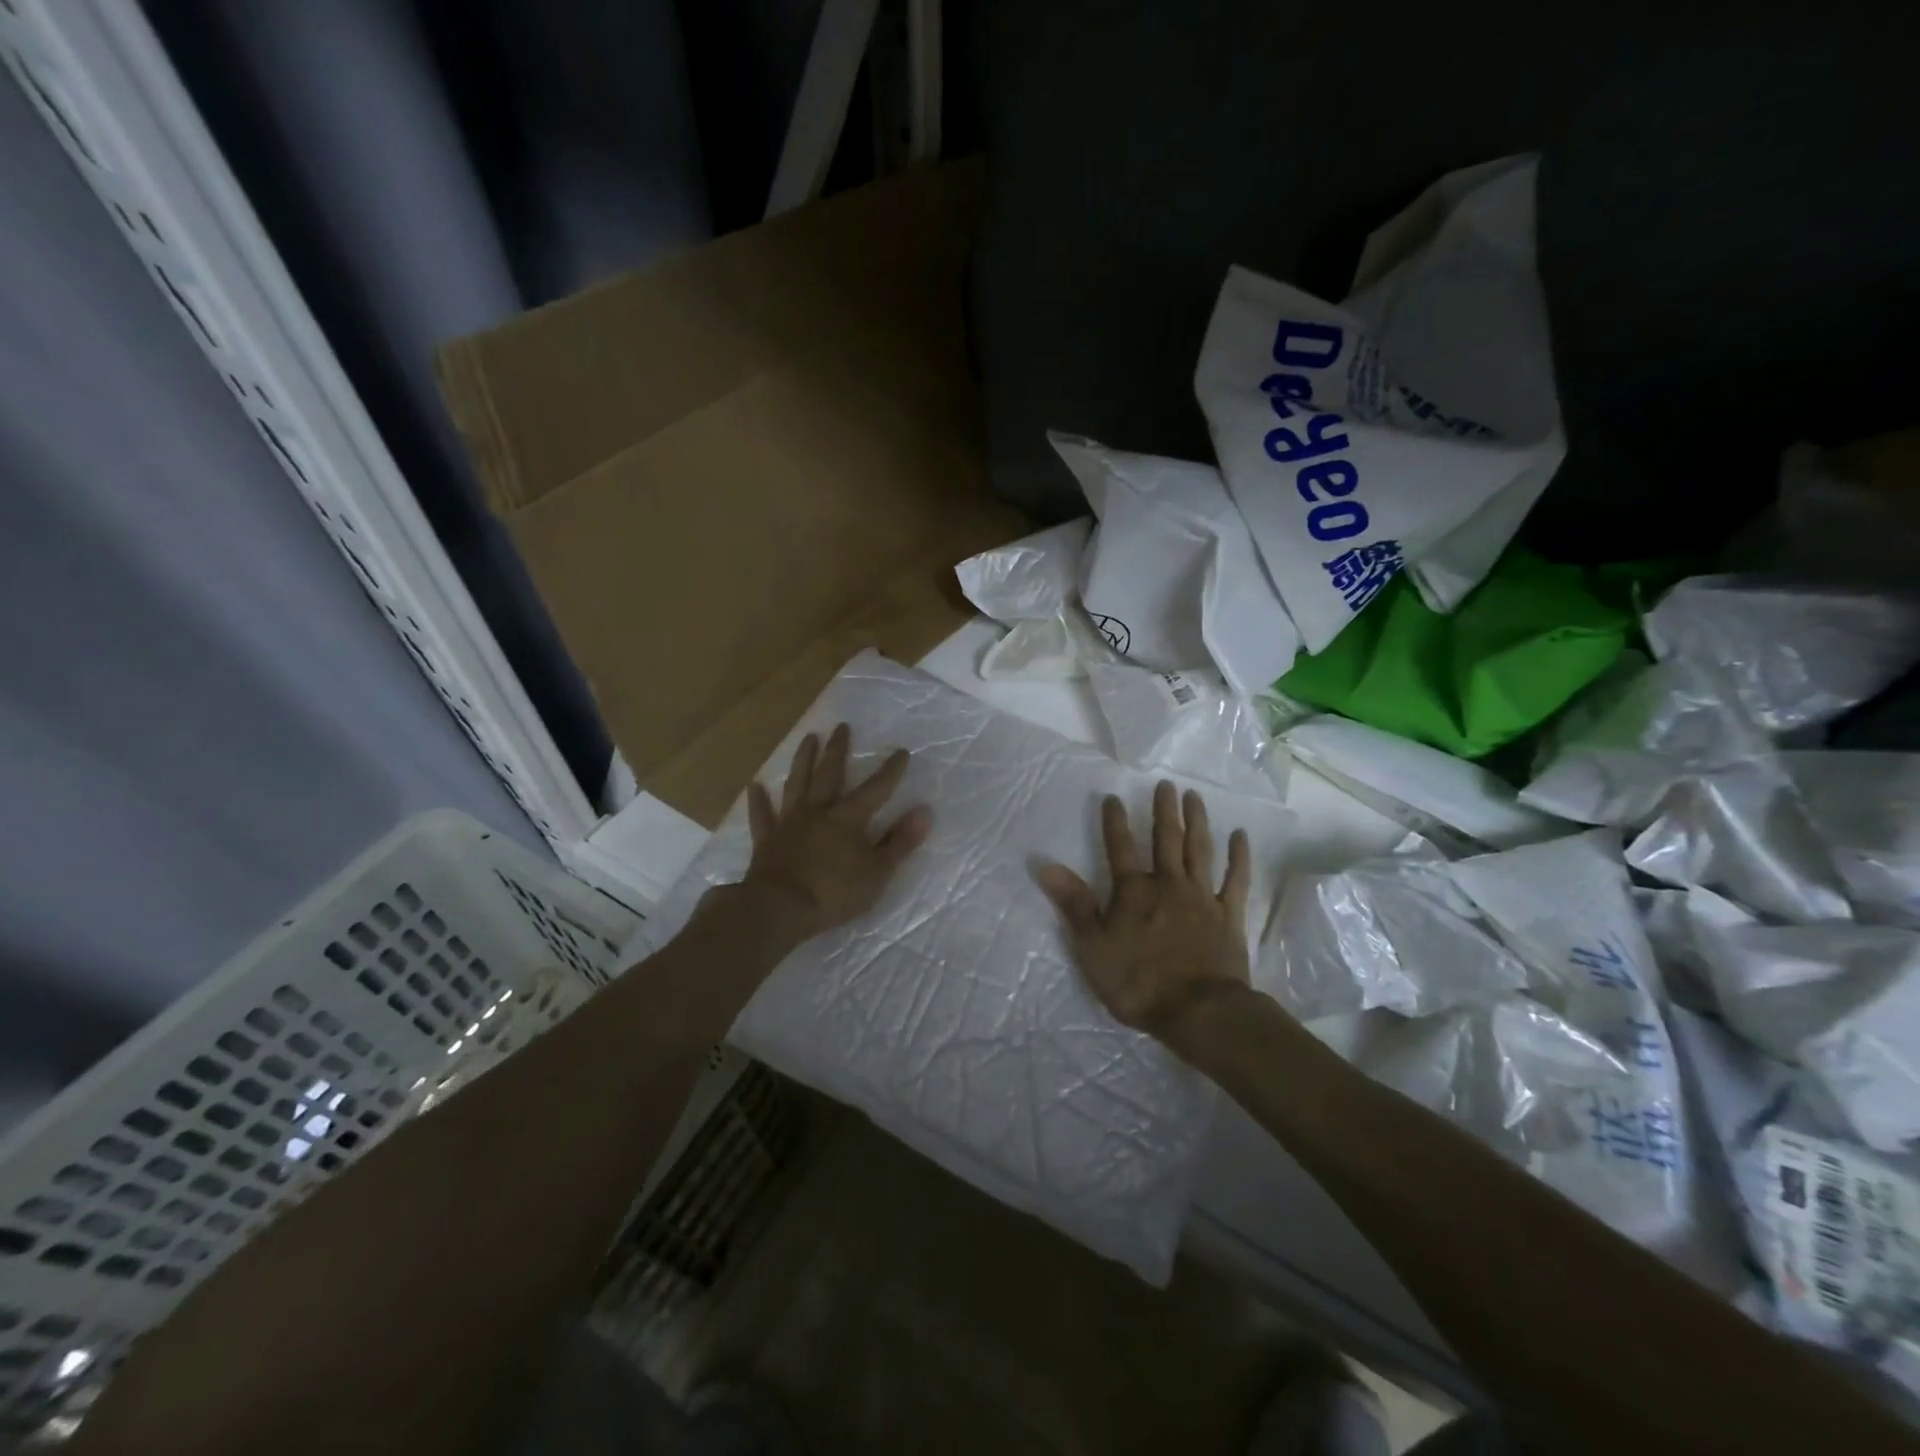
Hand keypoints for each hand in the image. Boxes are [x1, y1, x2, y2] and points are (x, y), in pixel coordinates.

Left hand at [739, 723, 932, 943]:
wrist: (779, 909)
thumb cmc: (834, 893)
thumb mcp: (877, 872)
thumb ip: (900, 842)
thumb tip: (924, 812)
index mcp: (848, 818)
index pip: (875, 789)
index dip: (890, 771)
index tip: (901, 751)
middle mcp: (818, 811)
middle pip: (829, 774)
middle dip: (838, 750)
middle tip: (841, 727)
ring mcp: (789, 823)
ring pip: (797, 784)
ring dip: (803, 760)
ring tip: (808, 739)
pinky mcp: (766, 840)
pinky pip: (762, 816)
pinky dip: (758, 801)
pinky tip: (755, 786)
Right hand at [1035, 782, 1251, 1053]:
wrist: (1199, 1011)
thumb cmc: (1139, 982)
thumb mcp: (1093, 947)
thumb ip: (1074, 904)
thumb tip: (1045, 865)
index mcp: (1134, 891)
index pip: (1120, 848)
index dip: (1115, 822)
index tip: (1114, 797)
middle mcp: (1168, 884)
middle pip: (1166, 840)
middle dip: (1164, 810)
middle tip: (1166, 784)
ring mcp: (1202, 897)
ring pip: (1200, 850)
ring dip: (1197, 821)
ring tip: (1194, 797)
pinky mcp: (1229, 915)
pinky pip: (1236, 879)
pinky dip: (1239, 857)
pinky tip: (1240, 836)